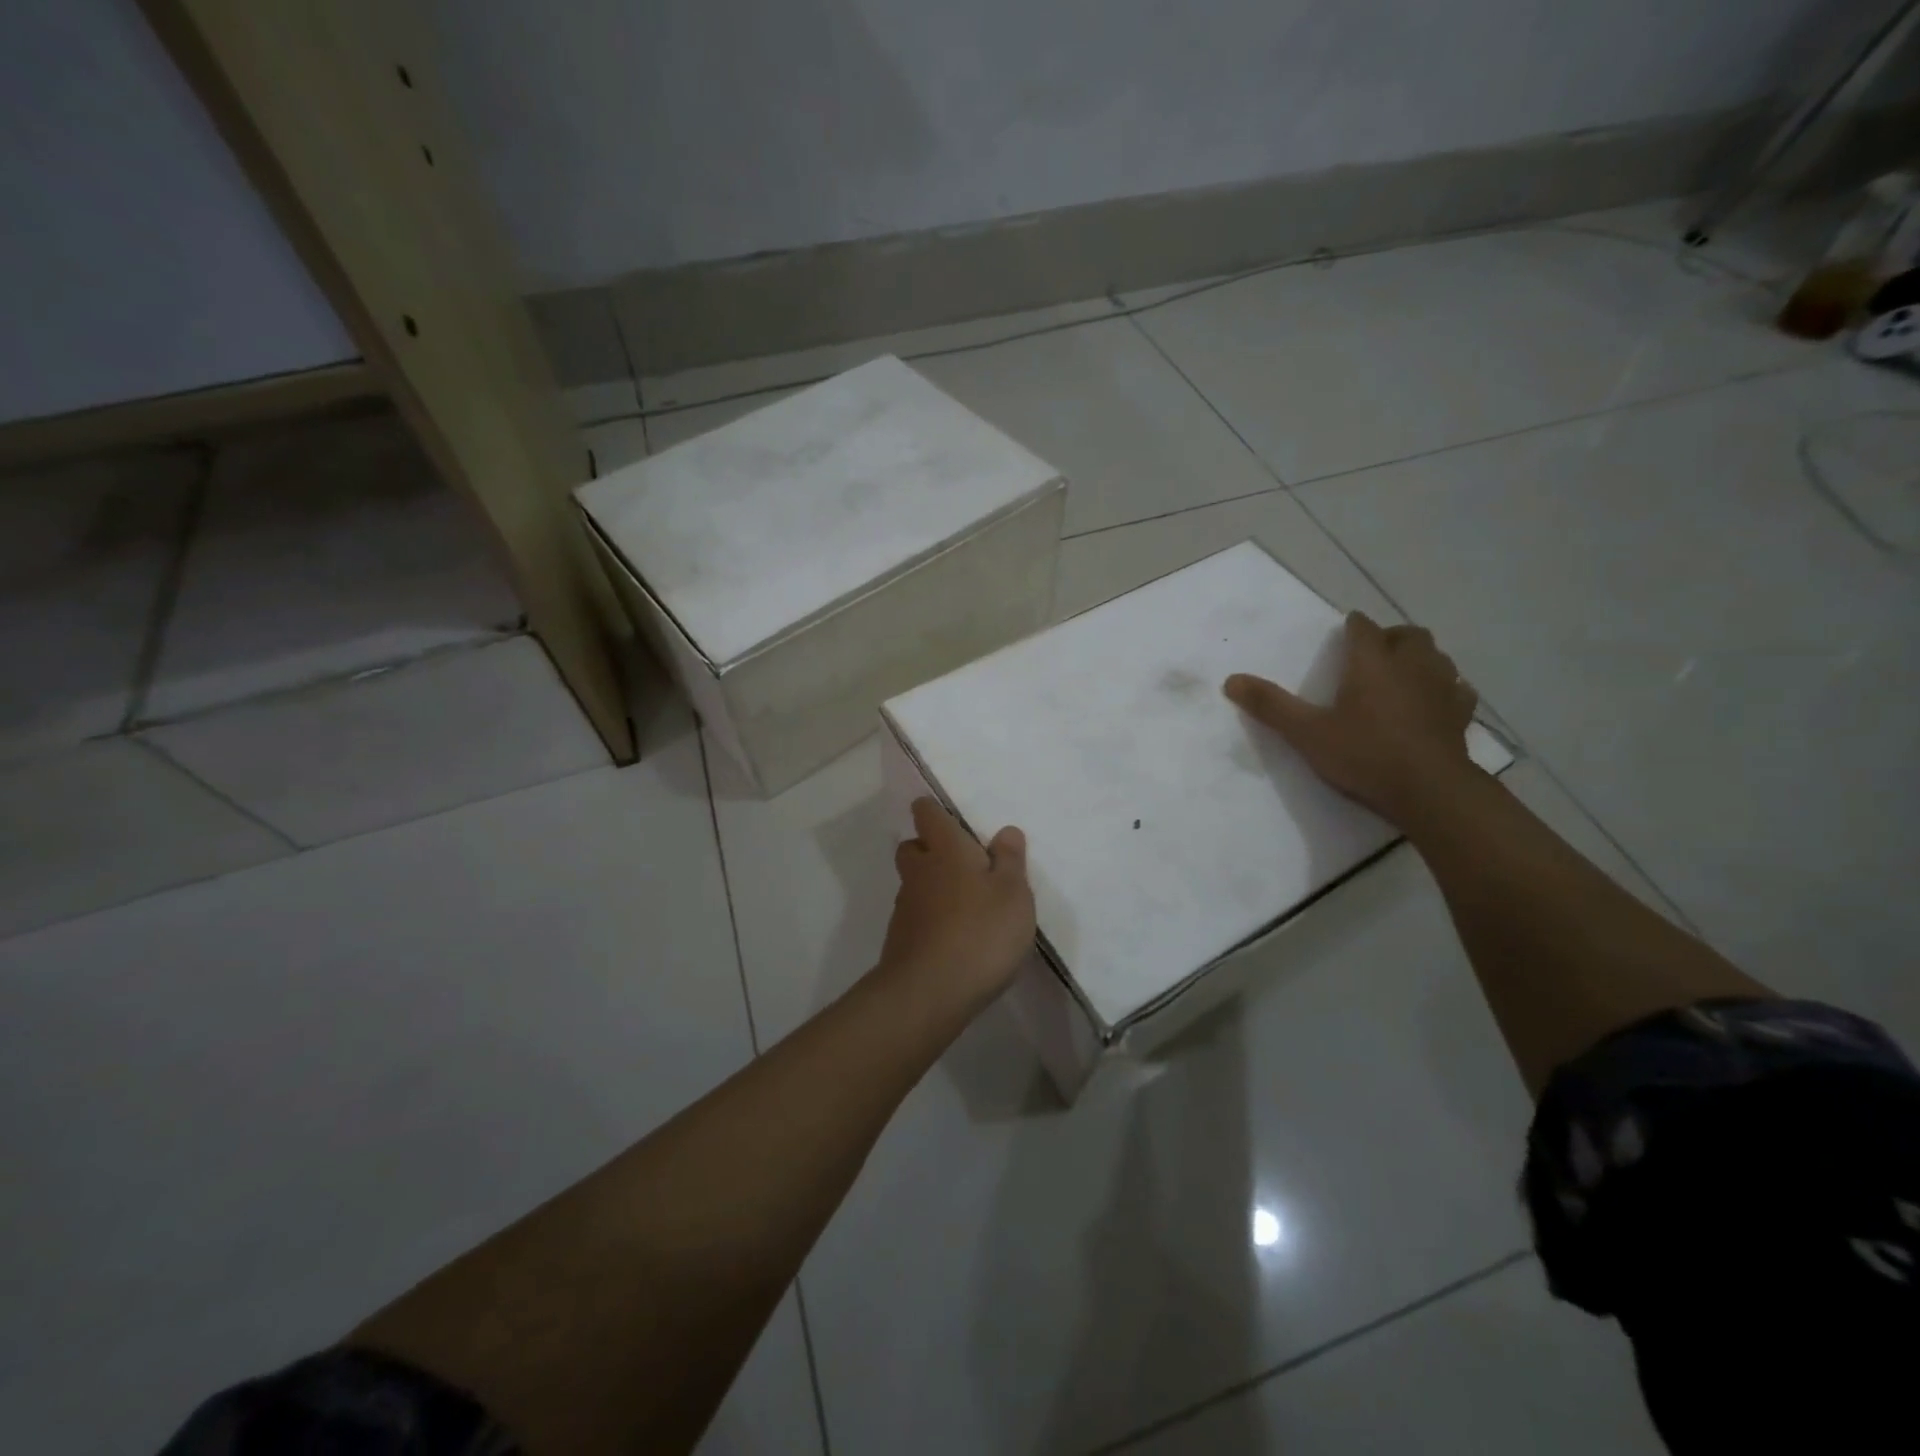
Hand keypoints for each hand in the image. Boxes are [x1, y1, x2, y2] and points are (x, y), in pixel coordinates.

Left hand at [878, 798, 1035, 1016]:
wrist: (929, 992)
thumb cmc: (981, 932)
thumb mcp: (1013, 893)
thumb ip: (1010, 860)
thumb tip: (1005, 831)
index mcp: (946, 850)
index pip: (927, 813)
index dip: (933, 811)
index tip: (949, 819)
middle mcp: (920, 872)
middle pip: (912, 848)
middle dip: (930, 849)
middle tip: (963, 865)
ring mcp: (905, 908)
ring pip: (914, 884)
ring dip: (933, 887)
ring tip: (966, 908)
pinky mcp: (900, 940)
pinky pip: (916, 916)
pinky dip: (931, 919)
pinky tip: (955, 939)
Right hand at [1224, 611, 1478, 824]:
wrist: (1429, 791)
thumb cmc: (1364, 754)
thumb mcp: (1306, 733)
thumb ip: (1270, 705)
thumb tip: (1231, 680)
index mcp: (1372, 662)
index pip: (1363, 628)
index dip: (1353, 627)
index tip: (1345, 632)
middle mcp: (1411, 665)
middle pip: (1407, 635)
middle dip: (1390, 637)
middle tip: (1372, 653)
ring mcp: (1443, 688)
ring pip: (1436, 657)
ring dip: (1419, 658)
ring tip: (1401, 673)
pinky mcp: (1460, 714)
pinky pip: (1457, 689)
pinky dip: (1445, 688)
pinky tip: (1434, 701)